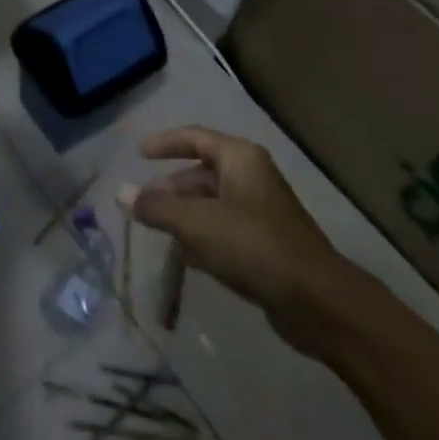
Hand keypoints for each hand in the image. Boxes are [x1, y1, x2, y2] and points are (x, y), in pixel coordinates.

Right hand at [128, 126, 364, 352]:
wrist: (318, 302)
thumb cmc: (254, 247)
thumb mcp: (197, 224)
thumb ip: (156, 208)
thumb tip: (120, 192)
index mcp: (240, 159)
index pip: (194, 137)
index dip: (164, 143)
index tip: (138, 152)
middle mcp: (251, 177)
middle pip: (200, 173)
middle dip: (170, 190)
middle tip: (141, 206)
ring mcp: (261, 211)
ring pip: (210, 204)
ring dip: (184, 217)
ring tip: (158, 234)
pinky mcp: (265, 243)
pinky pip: (224, 229)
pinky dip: (203, 237)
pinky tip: (188, 259)